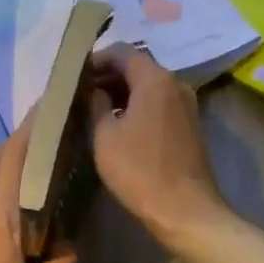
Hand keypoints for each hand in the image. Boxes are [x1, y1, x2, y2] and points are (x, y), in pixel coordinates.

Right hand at [87, 43, 226, 246]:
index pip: (122, 52)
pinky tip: (118, 125)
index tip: (74, 76)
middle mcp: (176, 84)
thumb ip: (95, 105)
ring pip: (148, 87)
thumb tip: (93, 90)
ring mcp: (186, 105)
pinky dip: (137, 107)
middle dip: (107, 76)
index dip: (95, 59)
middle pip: (137, 67)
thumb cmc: (139, 170)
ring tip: (94, 110)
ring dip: (122, 93)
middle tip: (80, 93)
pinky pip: (158, 104)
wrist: (184, 210)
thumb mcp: (104, 136)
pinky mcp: (189, 126)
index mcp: (155, 80)